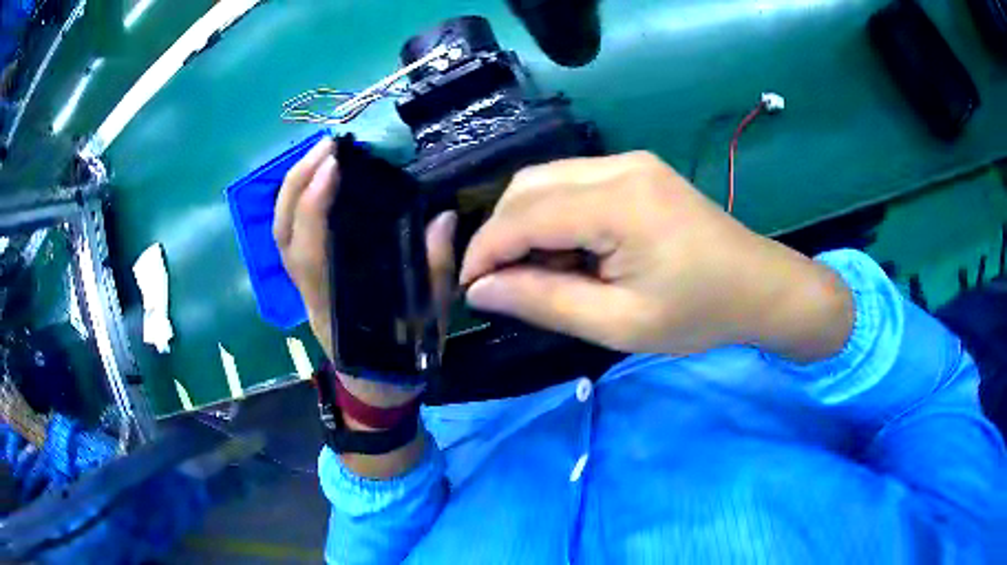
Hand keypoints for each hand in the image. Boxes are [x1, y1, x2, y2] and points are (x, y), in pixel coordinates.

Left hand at [274, 138, 456, 406]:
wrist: (375, 385)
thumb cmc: (399, 358)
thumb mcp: (427, 322)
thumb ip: (434, 271)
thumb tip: (444, 217)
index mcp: (332, 304)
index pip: (309, 250)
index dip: (313, 205)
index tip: (333, 164)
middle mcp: (308, 290)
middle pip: (282, 233)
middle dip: (297, 182)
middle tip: (327, 144)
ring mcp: (302, 283)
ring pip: (280, 231)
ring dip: (293, 186)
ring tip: (320, 151)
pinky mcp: (307, 276)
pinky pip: (290, 234)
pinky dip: (296, 200)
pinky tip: (316, 177)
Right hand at [460, 152, 853, 362]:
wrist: (759, 286)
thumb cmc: (698, 313)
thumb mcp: (619, 323)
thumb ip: (544, 302)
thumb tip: (481, 290)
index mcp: (619, 203)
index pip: (524, 215)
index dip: (485, 251)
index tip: (468, 289)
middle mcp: (619, 165)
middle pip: (528, 186)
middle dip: (502, 235)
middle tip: (506, 285)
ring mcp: (630, 162)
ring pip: (546, 181)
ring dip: (528, 225)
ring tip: (543, 274)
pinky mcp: (636, 170)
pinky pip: (573, 184)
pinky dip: (555, 217)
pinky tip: (572, 253)